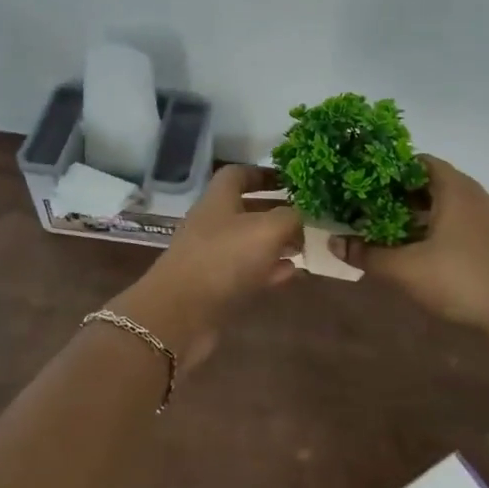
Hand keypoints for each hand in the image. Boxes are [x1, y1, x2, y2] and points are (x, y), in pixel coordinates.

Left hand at [112, 164, 302, 369]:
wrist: (181, 314)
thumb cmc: (224, 258)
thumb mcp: (267, 230)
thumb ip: (289, 218)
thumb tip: (299, 217)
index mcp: (218, 199)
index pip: (238, 174)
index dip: (263, 173)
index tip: (290, 179)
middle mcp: (213, 223)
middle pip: (246, 209)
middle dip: (276, 210)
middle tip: (307, 215)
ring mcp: (212, 256)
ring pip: (249, 242)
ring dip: (276, 242)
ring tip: (304, 245)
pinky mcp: (216, 287)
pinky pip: (248, 272)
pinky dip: (269, 270)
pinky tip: (292, 273)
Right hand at [335, 155, 488, 337]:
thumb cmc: (460, 280)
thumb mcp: (405, 269)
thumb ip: (367, 254)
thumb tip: (333, 244)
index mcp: (455, 188)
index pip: (418, 161)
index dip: (389, 169)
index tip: (364, 182)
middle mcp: (474, 194)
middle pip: (430, 183)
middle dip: (398, 194)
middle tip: (368, 206)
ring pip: (446, 204)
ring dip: (417, 213)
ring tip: (387, 228)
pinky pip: (459, 221)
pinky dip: (437, 227)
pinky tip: (419, 250)